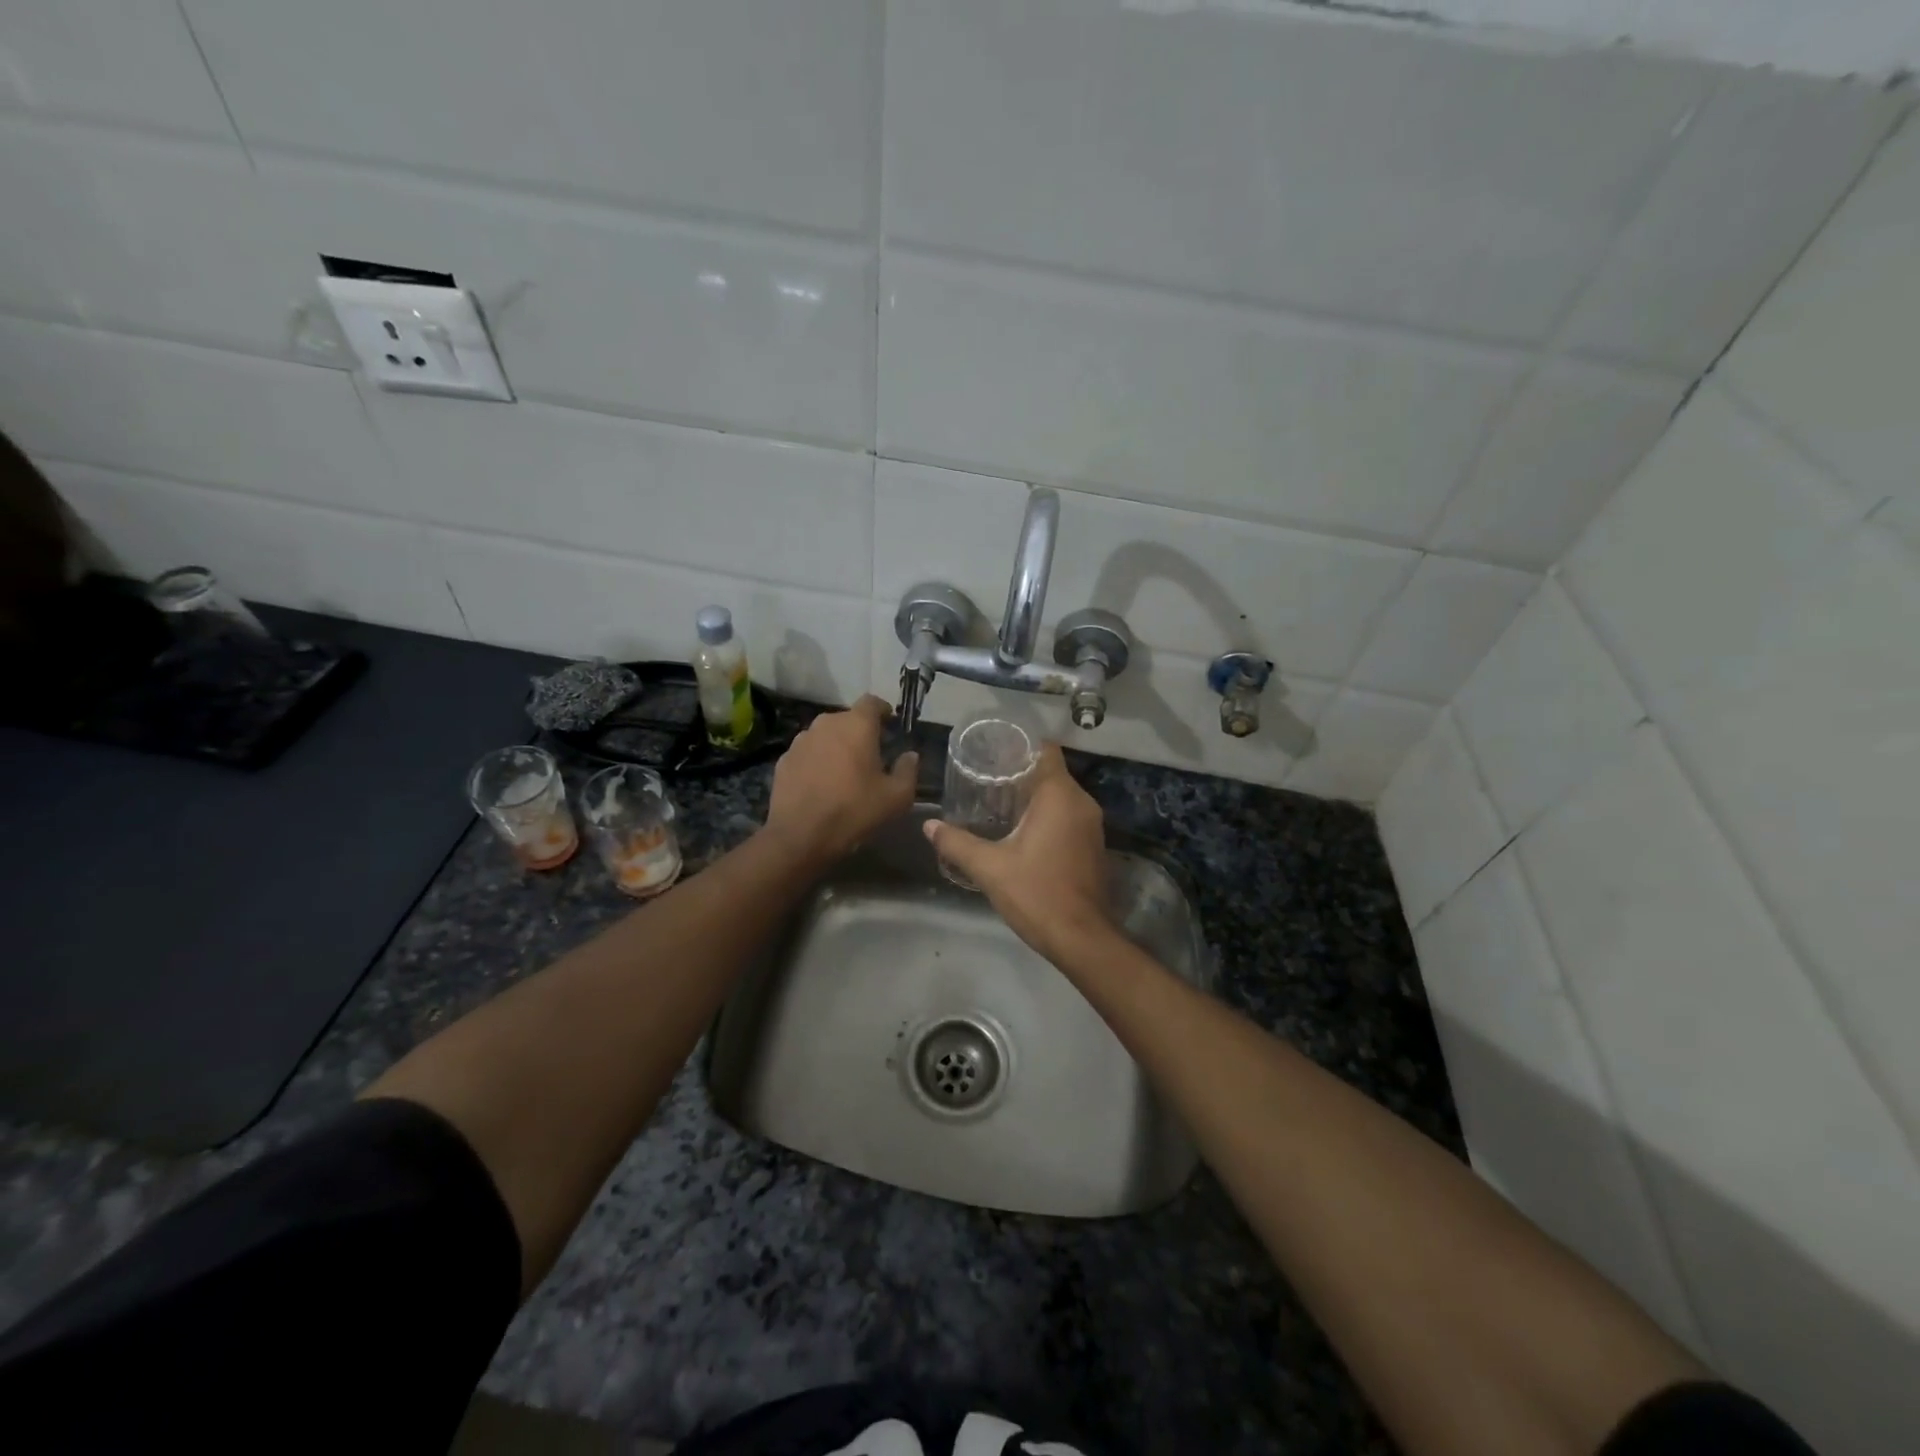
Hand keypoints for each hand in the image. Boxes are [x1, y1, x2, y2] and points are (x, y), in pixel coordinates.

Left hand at [764, 696, 918, 863]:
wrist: (800, 836)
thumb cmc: (854, 810)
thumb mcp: (896, 797)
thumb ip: (908, 770)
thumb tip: (910, 755)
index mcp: (857, 725)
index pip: (872, 702)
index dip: (882, 711)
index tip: (890, 725)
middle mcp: (826, 724)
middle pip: (847, 718)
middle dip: (860, 732)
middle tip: (871, 755)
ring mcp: (801, 740)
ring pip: (825, 735)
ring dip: (837, 746)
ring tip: (844, 771)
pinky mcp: (784, 759)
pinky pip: (808, 753)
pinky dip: (817, 761)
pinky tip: (821, 784)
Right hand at [924, 744, 1111, 962]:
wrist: (1081, 939)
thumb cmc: (1037, 894)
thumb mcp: (990, 868)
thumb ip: (957, 843)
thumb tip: (929, 825)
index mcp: (1060, 796)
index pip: (1046, 751)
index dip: (1020, 746)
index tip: (994, 752)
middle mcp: (1082, 803)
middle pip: (1051, 773)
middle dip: (1020, 774)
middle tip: (985, 778)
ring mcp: (1092, 826)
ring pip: (1061, 797)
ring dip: (1034, 797)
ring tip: (997, 803)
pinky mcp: (1093, 846)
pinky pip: (1068, 817)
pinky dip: (1047, 817)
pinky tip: (1021, 831)